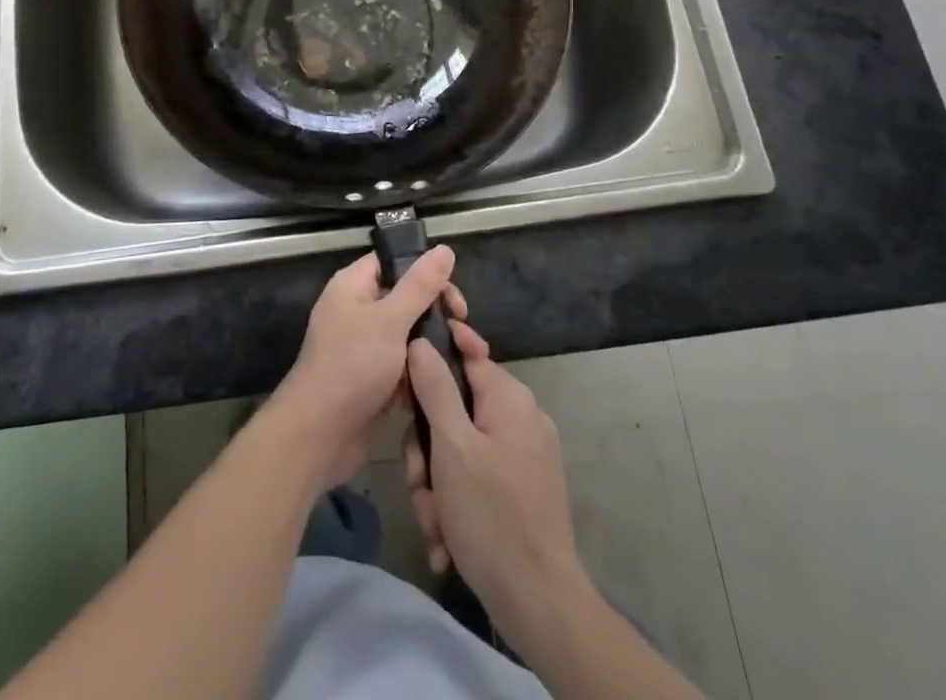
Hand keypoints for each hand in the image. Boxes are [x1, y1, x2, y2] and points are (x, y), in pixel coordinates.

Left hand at [267, 247, 465, 491]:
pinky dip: (425, 371)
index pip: (394, 262)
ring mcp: (367, 347)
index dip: (425, 272)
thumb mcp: (389, 320)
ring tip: (469, 357)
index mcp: (354, 286)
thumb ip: (420, 285)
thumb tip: (444, 249)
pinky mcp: (376, 379)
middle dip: (438, 313)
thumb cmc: (352, 366)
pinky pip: (406, 365)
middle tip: (463, 330)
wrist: (320, 435)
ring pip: (410, 335)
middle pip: (407, 299)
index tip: (453, 296)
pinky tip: (453, 381)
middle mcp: (359, 310)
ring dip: (437, 345)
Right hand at [405, 331, 589, 652]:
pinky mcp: (523, 490)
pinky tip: (447, 538)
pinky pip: (477, 477)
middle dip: (428, 449)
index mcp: (509, 397)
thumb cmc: (491, 515)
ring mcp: (525, 455)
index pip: (464, 353)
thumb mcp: (451, 445)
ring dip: (437, 484)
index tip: (405, 394)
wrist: (540, 604)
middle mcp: (521, 417)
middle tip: (418, 482)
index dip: (430, 366)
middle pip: (455, 408)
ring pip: (460, 448)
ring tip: (434, 521)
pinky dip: (457, 503)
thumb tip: (421, 340)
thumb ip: (434, 387)